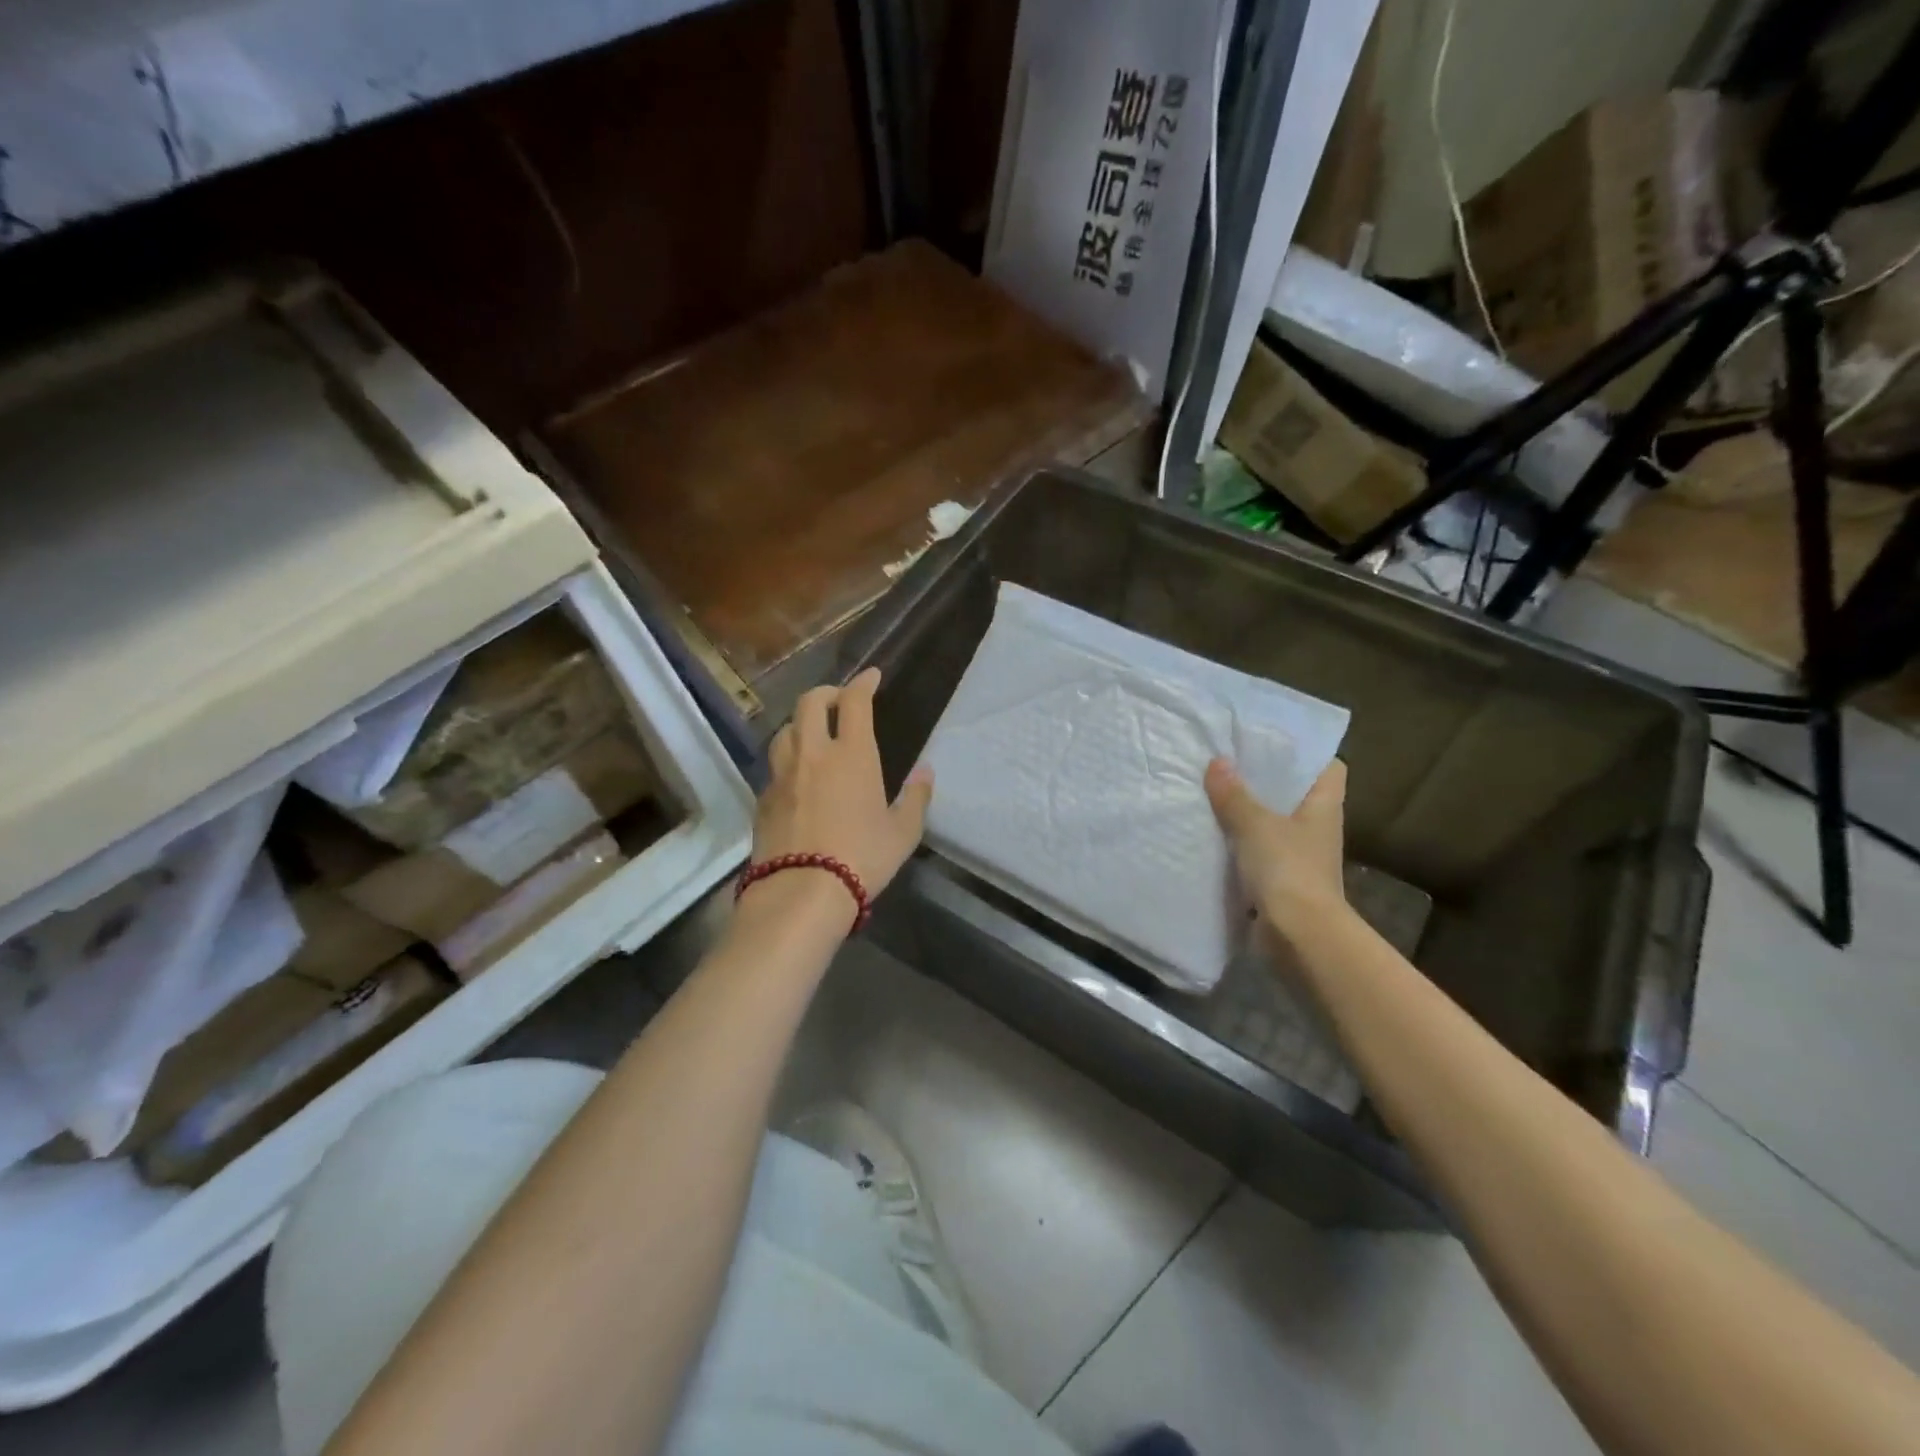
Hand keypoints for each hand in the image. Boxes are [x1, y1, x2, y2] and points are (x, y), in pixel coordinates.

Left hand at [749, 668, 932, 920]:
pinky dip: (788, 758)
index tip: (871, 676)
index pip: (855, 702)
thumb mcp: (903, 832)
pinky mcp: (763, 798)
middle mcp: (814, 754)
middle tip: (838, 699)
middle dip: (826, 692)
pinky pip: (775, 765)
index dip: (863, 683)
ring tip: (813, 733)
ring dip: (801, 723)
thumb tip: (925, 771)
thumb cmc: (862, 858)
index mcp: (852, 755)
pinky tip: (796, 775)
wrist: (802, 892)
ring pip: (785, 730)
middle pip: (810, 703)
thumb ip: (916, 797)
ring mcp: (783, 775)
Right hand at [1205, 758, 1348, 943]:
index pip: (1329, 768)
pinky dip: (1239, 843)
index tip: (1272, 741)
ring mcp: (1300, 856)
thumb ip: (1235, 794)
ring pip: (1273, 823)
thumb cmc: (1288, 869)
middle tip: (1229, 760)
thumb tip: (1218, 762)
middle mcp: (1317, 828)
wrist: (1299, 936)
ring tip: (1214, 791)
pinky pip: (1258, 851)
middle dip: (1265, 780)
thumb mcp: (1256, 825)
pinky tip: (1212, 833)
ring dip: (1248, 812)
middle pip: (1295, 794)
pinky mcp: (1281, 880)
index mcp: (1324, 806)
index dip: (1306, 753)